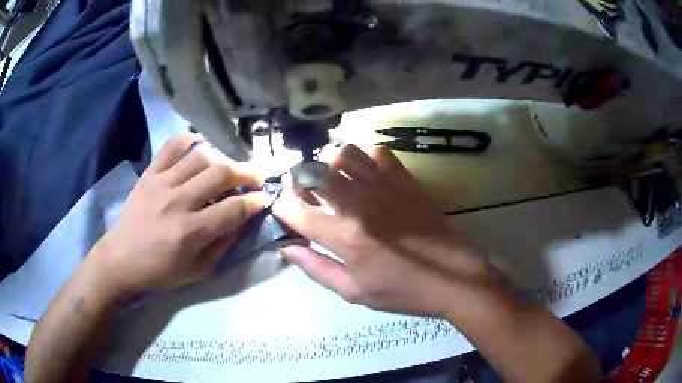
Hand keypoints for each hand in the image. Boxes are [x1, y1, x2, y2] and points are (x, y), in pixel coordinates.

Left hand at [88, 133, 264, 296]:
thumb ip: (222, 245)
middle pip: (221, 174)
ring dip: (222, 159)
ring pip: (200, 157)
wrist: (121, 258)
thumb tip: (242, 220)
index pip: (234, 209)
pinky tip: (200, 143)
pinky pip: (172, 147)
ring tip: (228, 167)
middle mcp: (178, 202)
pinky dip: (189, 139)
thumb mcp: (197, 270)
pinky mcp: (149, 174)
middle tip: (255, 177)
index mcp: (191, 232)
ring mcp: (161, 183)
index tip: (263, 199)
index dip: (255, 202)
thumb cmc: (160, 271)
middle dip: (246, 173)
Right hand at [273, 144, 486, 316]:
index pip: (298, 212)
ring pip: (345, 154)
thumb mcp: (354, 292)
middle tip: (305, 192)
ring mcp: (385, 187)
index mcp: (345, 237)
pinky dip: (366, 160)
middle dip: (301, 180)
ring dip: (331, 164)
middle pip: (316, 174)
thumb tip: (288, 250)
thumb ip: (317, 269)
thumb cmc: (403, 290)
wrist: (453, 276)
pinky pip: (379, 153)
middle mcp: (360, 205)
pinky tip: (368, 176)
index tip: (281, 208)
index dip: (282, 207)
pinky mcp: (406, 180)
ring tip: (335, 180)